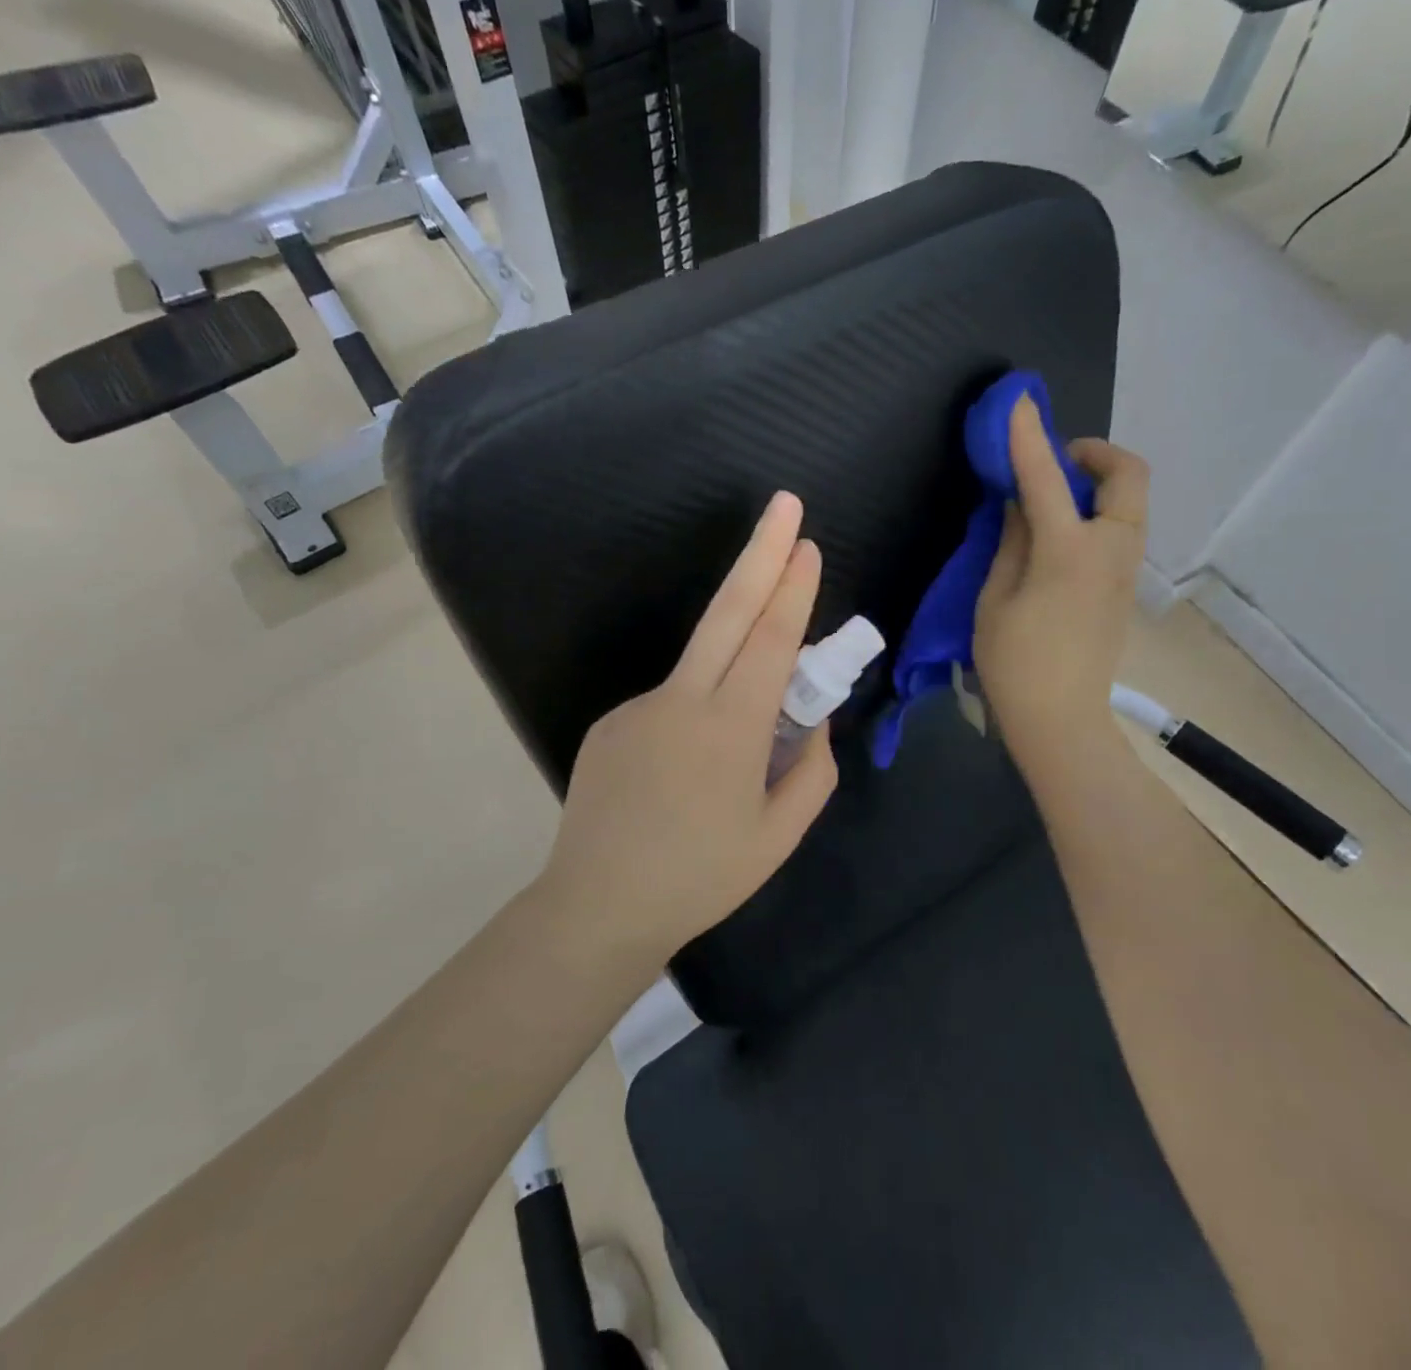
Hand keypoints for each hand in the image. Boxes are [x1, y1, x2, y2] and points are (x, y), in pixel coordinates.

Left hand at [539, 492, 839, 953]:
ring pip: (702, 667)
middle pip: (728, 612)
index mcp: (730, 729)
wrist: (597, 905)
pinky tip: (682, 782)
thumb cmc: (701, 878)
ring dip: (734, 672)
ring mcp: (639, 706)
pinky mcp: (610, 721)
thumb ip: (812, 771)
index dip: (792, 590)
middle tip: (784, 505)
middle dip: (760, 553)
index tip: (807, 545)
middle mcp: (681, 700)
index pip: (771, 641)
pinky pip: (670, 705)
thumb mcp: (779, 836)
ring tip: (727, 764)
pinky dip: (694, 722)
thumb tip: (813, 720)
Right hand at [974, 395, 1149, 788]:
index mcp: (1069, 551)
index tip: (1017, 403)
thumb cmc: (1015, 663)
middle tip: (1054, 462)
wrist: (1060, 718)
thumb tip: (1021, 503)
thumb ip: (1012, 541)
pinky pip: (1121, 528)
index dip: (1028, 437)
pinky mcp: (1124, 586)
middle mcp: (1110, 549)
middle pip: (1127, 475)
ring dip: (1097, 484)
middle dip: (1094, 454)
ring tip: (1051, 499)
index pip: (1047, 478)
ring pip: (1130, 501)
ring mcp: (1125, 569)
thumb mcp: (996, 598)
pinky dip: (1096, 512)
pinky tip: (1059, 535)